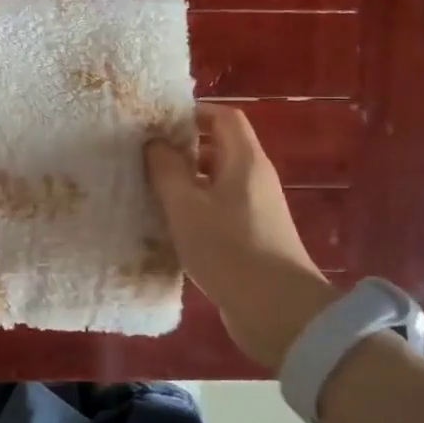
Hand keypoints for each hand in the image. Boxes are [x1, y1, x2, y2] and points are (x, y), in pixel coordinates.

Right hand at [145, 103, 336, 369]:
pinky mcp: (252, 238)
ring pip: (218, 182)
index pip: (224, 117)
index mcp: (245, 161)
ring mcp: (256, 210)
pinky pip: (220, 210)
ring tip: (151, 189)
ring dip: (187, 182)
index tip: (158, 122)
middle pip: (221, 148)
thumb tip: (155, 143)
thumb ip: (167, 171)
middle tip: (146, 156)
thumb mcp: (186, 206)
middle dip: (184, 148)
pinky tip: (170, 225)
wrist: (277, 310)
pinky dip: (196, 209)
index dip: (193, 112)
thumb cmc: (228, 248)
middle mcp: (255, 179)